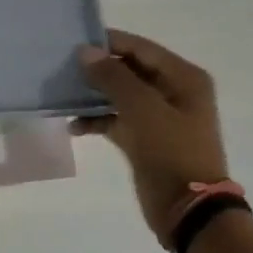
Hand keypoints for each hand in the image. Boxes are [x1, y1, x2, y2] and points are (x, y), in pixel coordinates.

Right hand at [73, 29, 230, 243]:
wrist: (189, 211)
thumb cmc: (172, 152)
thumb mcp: (143, 110)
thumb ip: (114, 77)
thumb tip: (86, 52)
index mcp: (184, 78)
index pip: (141, 48)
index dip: (109, 43)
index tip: (74, 42)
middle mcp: (173, 91)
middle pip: (129, 70)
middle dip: (98, 70)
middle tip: (63, 68)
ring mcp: (159, 117)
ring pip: (120, 95)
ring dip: (94, 96)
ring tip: (64, 96)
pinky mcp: (145, 139)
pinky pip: (117, 119)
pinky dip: (97, 120)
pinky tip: (75, 126)